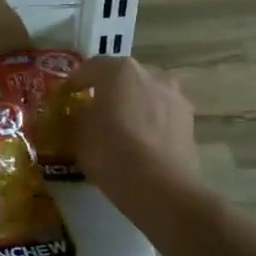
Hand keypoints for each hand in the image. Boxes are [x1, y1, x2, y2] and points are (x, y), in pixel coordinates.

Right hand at [67, 57, 199, 203]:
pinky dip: (150, 123)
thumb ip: (80, 115)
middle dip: (108, 92)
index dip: (75, 82)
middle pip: (122, 78)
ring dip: (133, 106)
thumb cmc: (110, 152)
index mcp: (119, 70)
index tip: (66, 97)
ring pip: (146, 95)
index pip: (90, 68)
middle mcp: (150, 74)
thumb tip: (84, 112)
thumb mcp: (79, 133)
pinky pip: (161, 116)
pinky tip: (142, 143)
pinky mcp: (189, 121)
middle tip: (95, 112)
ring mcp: (174, 96)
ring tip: (122, 129)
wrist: (159, 187)